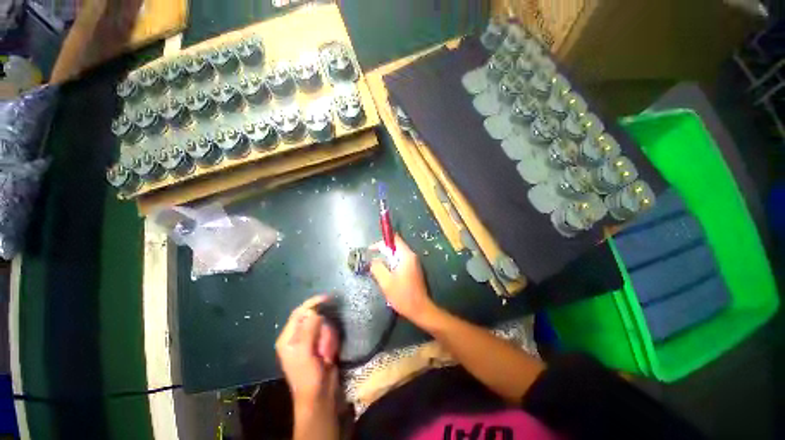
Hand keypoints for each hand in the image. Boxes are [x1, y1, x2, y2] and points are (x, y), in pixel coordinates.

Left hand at [275, 295, 339, 412]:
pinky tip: (328, 354)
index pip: (299, 313)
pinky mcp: (319, 343)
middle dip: (322, 329)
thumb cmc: (308, 377)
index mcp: (288, 337)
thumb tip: (314, 312)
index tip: (327, 298)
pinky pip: (328, 333)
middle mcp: (297, 336)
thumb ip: (308, 330)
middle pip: (313, 318)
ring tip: (325, 353)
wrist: (319, 395)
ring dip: (327, 337)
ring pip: (323, 325)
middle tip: (323, 344)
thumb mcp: (305, 353)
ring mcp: (310, 340)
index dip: (312, 304)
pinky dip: (331, 340)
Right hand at [370, 235, 437, 324]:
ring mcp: (414, 263)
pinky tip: (387, 276)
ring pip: (398, 255)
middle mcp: (412, 256)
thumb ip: (378, 268)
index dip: (381, 242)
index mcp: (406, 256)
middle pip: (396, 246)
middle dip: (383, 252)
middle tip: (373, 261)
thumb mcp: (386, 282)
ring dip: (387, 259)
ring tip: (378, 269)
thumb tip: (373, 260)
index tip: (371, 250)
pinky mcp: (414, 270)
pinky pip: (401, 262)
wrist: (421, 310)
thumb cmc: (403, 295)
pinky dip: (392, 265)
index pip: (394, 239)